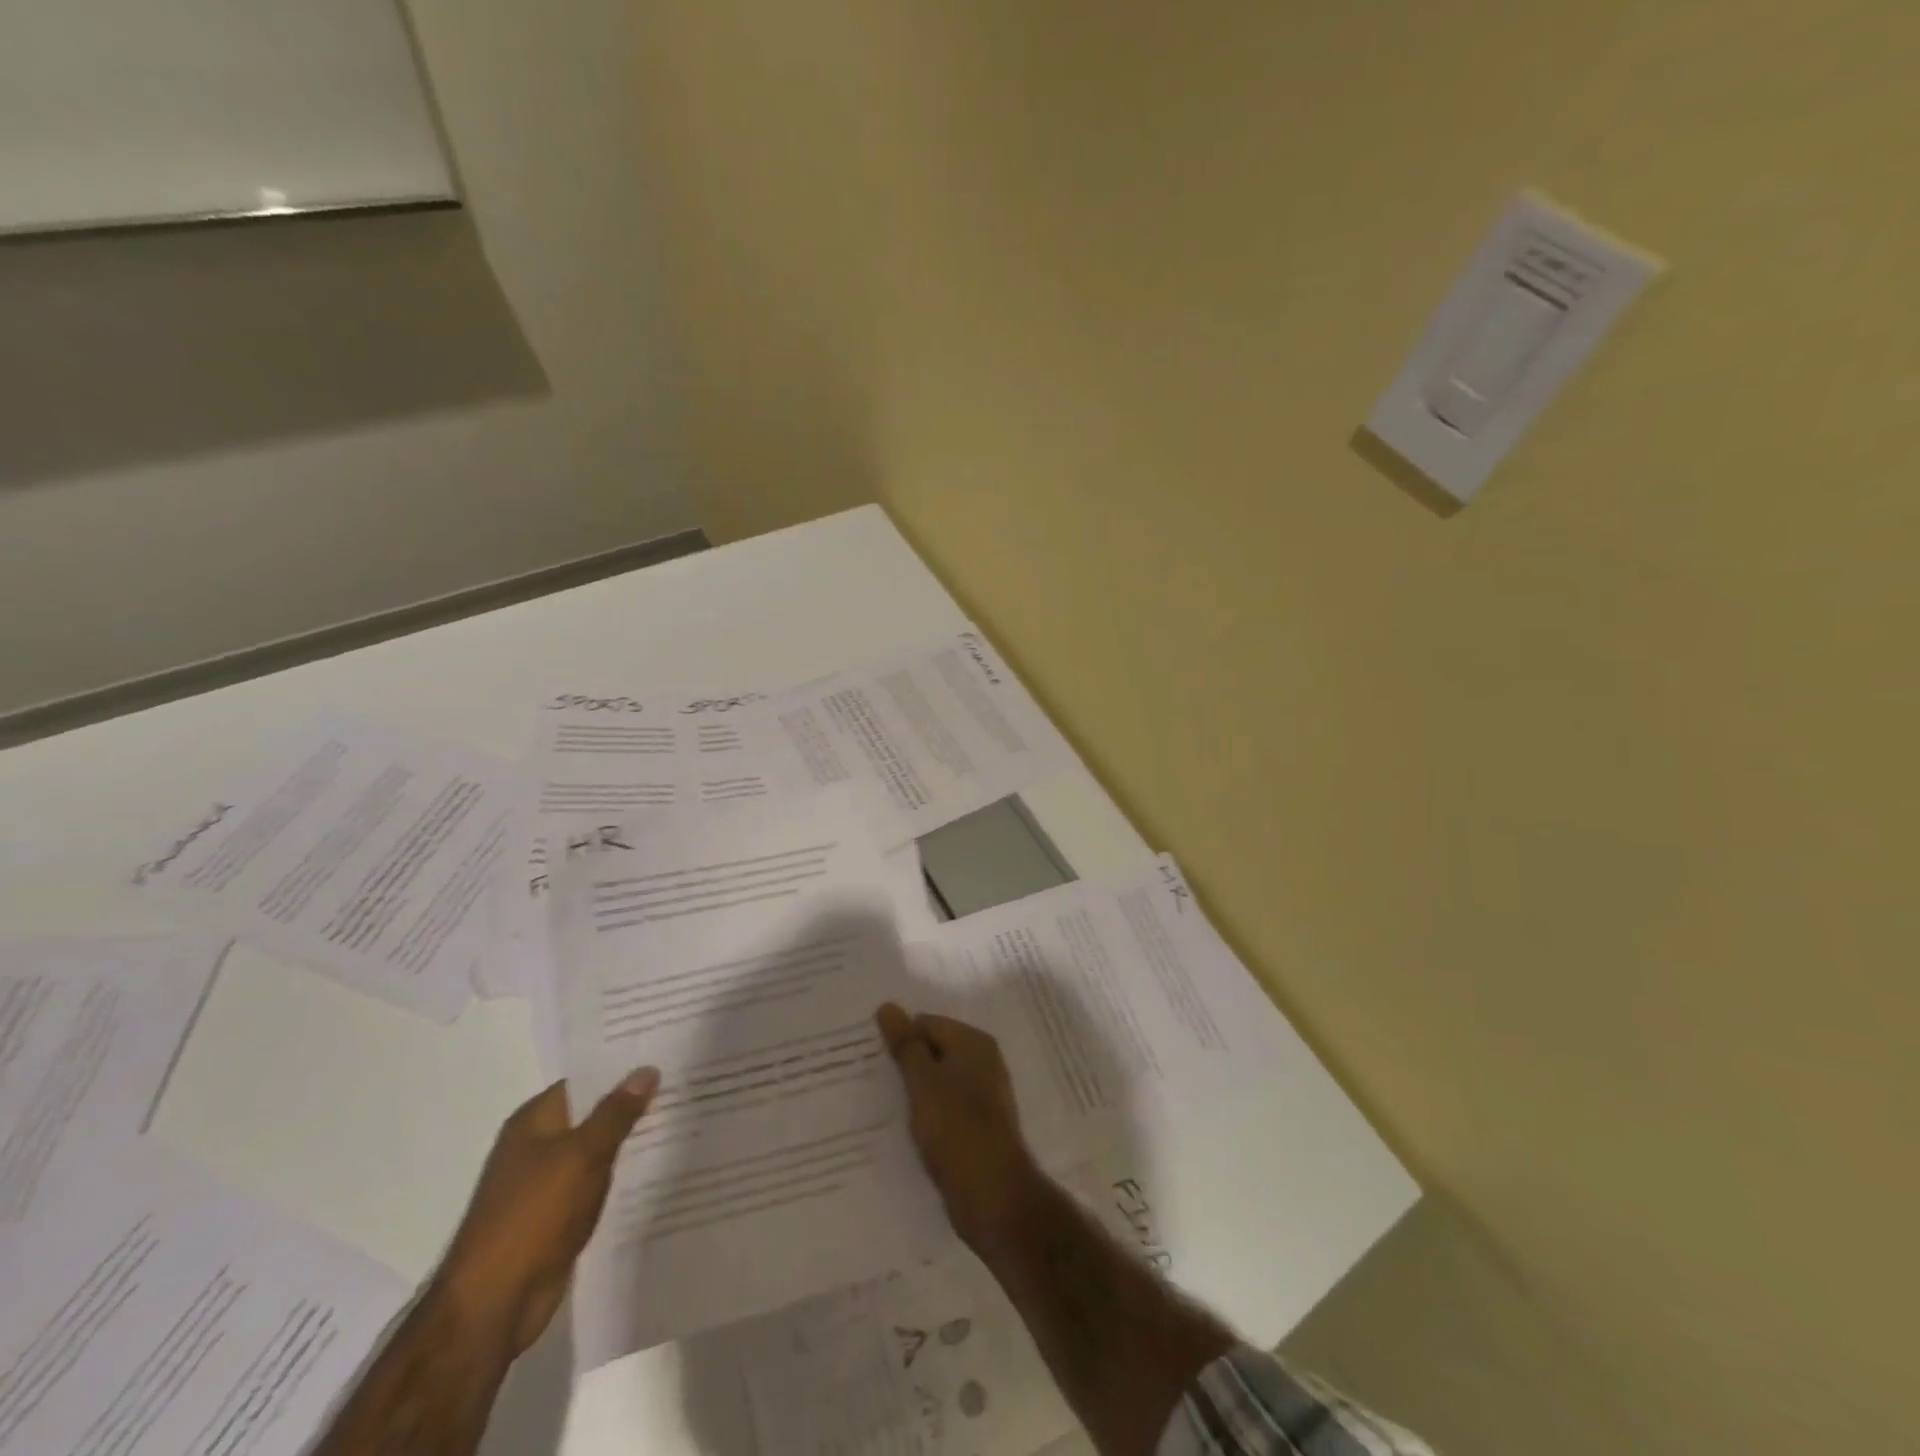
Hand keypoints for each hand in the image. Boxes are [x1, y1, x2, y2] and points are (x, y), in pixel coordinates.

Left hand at [436, 1069, 658, 1355]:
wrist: (494, 1304)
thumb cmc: (533, 1216)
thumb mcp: (582, 1155)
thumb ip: (616, 1112)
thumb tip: (647, 1069)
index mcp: (534, 1120)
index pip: (586, 1079)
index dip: (624, 1066)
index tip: (666, 1054)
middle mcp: (538, 1144)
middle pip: (593, 1112)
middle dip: (633, 1102)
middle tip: (685, 1084)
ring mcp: (546, 1181)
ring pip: (598, 1148)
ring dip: (630, 1139)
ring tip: (681, 1118)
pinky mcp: (557, 1214)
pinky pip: (596, 1181)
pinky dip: (621, 1174)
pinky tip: (657, 1167)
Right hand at [877, 1004, 1037, 1251]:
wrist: (994, 1197)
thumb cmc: (957, 1130)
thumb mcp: (924, 1082)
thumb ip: (905, 1044)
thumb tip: (888, 1006)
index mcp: (973, 1043)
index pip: (926, 1023)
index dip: (898, 1038)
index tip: (869, 1058)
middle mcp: (982, 1062)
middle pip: (933, 1050)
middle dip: (904, 1063)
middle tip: (867, 1078)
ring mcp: (982, 1096)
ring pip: (937, 1081)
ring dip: (913, 1091)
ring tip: (878, 1104)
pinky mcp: (977, 1127)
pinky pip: (944, 1108)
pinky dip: (925, 1114)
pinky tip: (904, 1129)